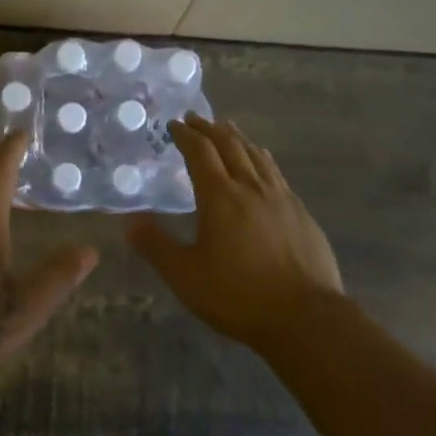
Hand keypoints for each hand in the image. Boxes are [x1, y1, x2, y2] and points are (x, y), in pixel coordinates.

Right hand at [128, 114, 344, 351]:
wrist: (306, 317)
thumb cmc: (238, 295)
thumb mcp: (186, 276)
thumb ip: (156, 246)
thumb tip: (129, 222)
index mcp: (220, 196)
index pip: (200, 152)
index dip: (186, 135)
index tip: (174, 124)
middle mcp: (251, 187)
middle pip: (230, 145)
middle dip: (210, 129)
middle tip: (196, 118)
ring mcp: (281, 198)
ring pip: (257, 155)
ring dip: (238, 138)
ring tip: (228, 130)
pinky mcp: (301, 214)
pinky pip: (276, 173)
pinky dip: (262, 159)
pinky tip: (263, 164)